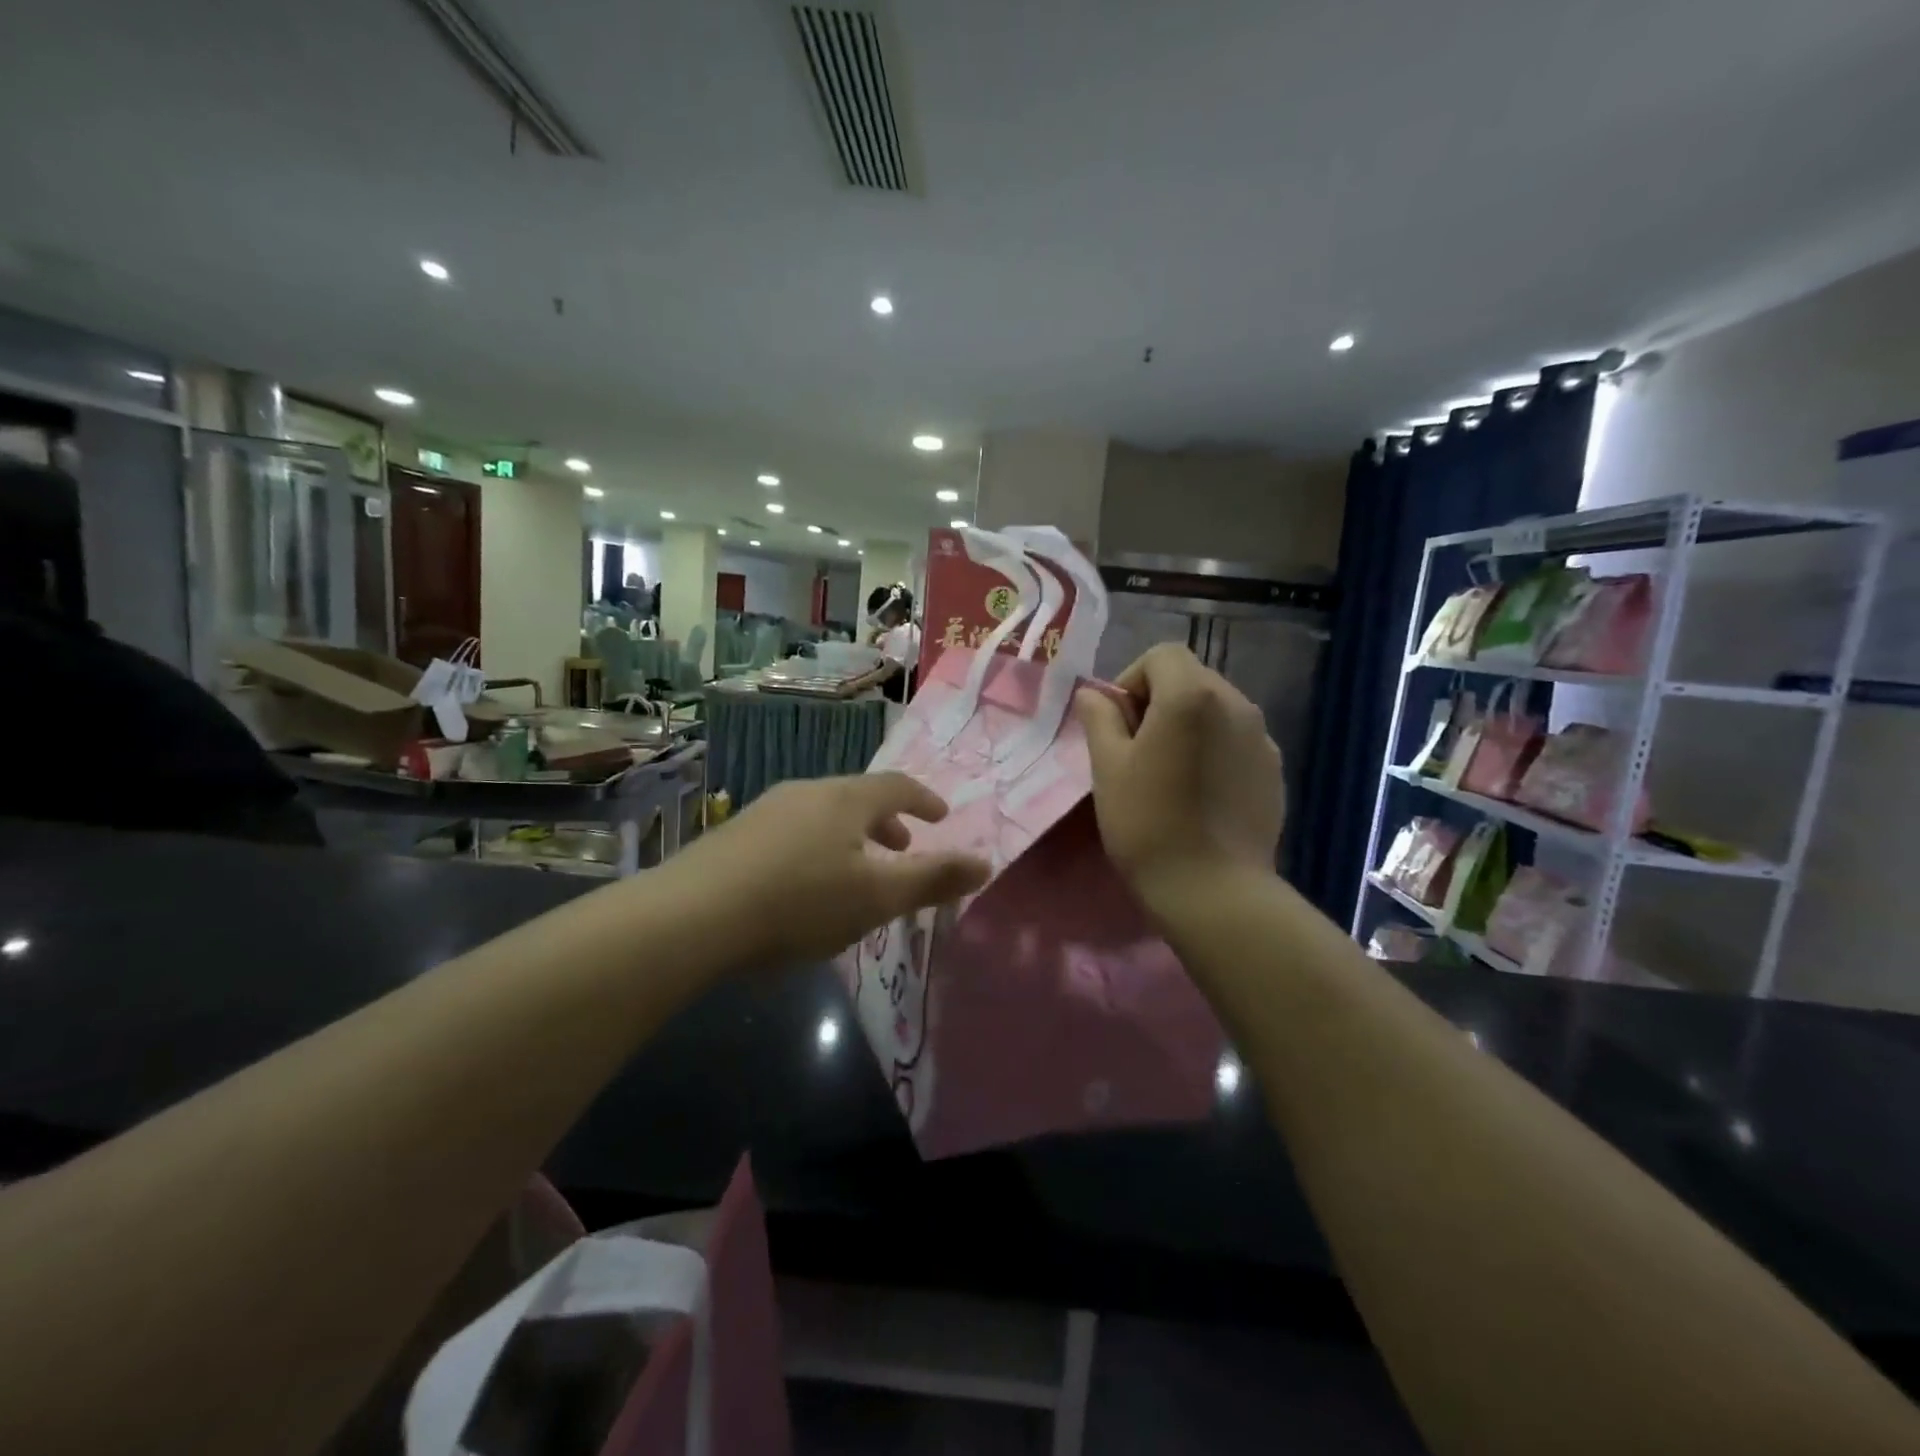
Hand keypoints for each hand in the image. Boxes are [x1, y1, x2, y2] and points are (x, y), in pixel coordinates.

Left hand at [669, 773, 989, 966]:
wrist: (692, 915)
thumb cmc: (800, 902)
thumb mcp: (877, 898)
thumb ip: (933, 880)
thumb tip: (986, 863)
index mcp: (847, 799)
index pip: (898, 786)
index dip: (925, 800)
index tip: (941, 817)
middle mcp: (808, 792)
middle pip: (859, 797)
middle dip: (887, 821)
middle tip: (903, 846)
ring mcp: (767, 809)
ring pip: (823, 814)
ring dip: (851, 835)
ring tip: (856, 870)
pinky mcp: (736, 835)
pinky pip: (793, 830)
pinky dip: (817, 846)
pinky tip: (804, 885)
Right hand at [1074, 644, 1283, 896]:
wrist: (1213, 890)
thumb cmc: (1147, 823)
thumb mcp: (1108, 768)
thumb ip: (1100, 719)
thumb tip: (1093, 694)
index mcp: (1192, 695)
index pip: (1162, 655)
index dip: (1132, 679)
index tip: (1118, 723)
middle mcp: (1236, 704)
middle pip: (1192, 679)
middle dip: (1160, 701)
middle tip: (1138, 750)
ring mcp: (1262, 738)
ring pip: (1216, 710)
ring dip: (1189, 725)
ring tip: (1170, 773)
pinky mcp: (1274, 770)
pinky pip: (1237, 741)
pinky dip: (1215, 750)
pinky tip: (1201, 793)